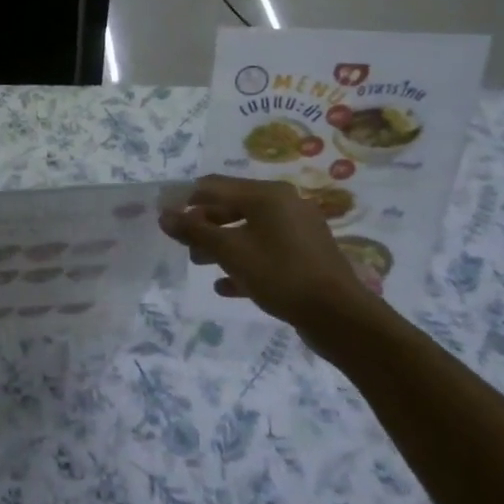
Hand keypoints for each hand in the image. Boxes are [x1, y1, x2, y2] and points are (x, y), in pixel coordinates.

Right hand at [159, 176, 398, 356]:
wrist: (340, 318)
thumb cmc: (280, 274)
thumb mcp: (230, 252)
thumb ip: (194, 231)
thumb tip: (164, 214)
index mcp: (267, 195)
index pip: (214, 185)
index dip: (186, 199)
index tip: (165, 217)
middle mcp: (285, 205)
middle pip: (232, 207)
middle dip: (204, 225)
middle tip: (183, 245)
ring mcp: (298, 231)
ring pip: (249, 231)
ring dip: (221, 245)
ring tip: (199, 264)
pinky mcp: (306, 257)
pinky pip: (266, 253)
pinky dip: (244, 263)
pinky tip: (225, 286)